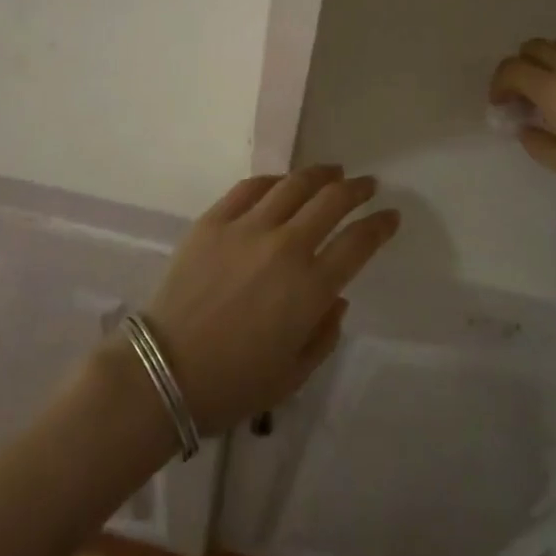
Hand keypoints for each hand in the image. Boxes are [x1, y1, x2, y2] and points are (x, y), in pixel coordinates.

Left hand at [139, 166, 398, 434]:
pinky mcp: (215, 218)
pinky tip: (283, 181)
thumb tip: (337, 296)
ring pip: (294, 184)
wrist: (164, 372)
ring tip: (333, 171)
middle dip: (357, 189)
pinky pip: (251, 186)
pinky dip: (274, 179)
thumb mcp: (293, 375)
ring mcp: (248, 227)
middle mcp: (285, 246)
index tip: (391, 215)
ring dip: (321, 174)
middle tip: (367, 185)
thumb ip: (324, 333)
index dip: (380, 225)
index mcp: (310, 288)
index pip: (358, 243)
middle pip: (332, 201)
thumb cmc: (233, 384)